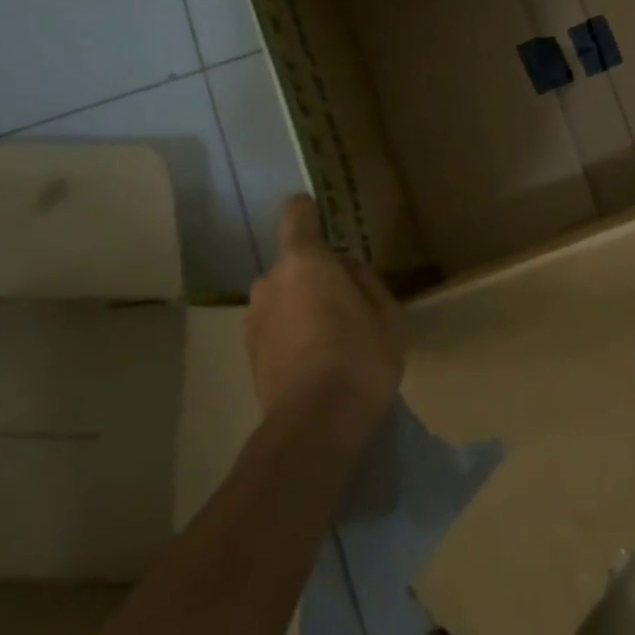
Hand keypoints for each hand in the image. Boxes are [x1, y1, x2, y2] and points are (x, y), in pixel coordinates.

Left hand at [244, 196, 404, 428]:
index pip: (297, 216)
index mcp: (305, 262)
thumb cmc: (361, 356)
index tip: (318, 211)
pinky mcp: (249, 353)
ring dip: (302, 306)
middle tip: (347, 301)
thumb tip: (345, 269)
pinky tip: (316, 359)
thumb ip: (364, 280)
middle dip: (316, 274)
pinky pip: (276, 326)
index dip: (308, 211)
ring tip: (332, 337)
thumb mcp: (385, 313)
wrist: (315, 424)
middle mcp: (270, 282)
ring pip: (283, 297)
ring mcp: (254, 319)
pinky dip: (292, 333)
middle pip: (294, 264)